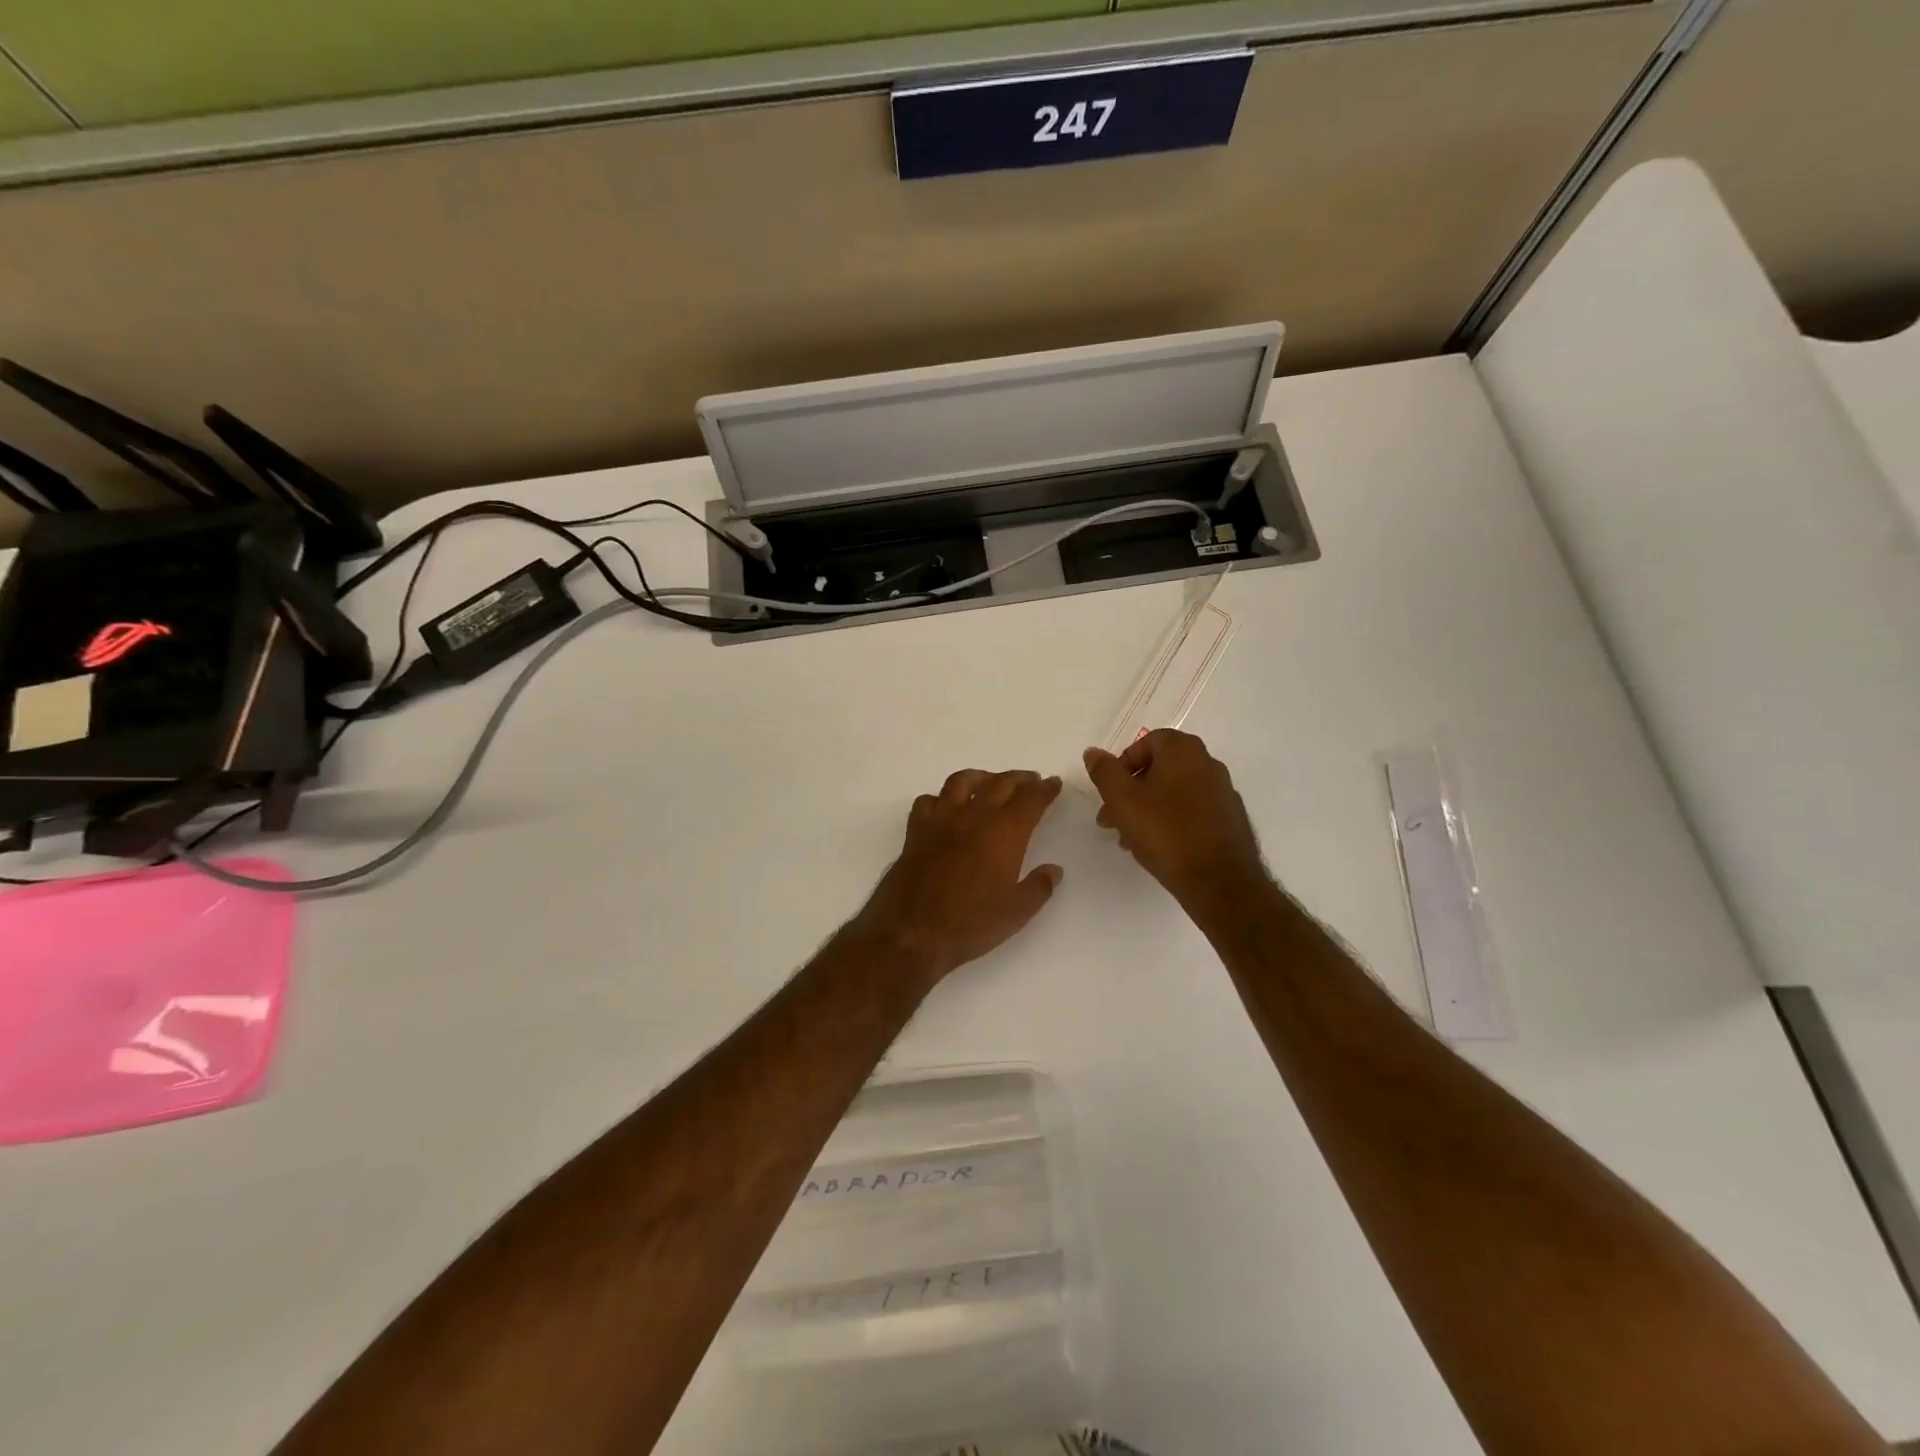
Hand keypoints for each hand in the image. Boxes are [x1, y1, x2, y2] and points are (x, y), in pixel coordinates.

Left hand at [848, 770, 1065, 988]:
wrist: (911, 932)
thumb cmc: (969, 924)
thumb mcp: (1015, 913)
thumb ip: (1039, 887)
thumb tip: (1054, 869)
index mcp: (1004, 833)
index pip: (1030, 800)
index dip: (1044, 789)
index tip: (1053, 783)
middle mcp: (973, 818)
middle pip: (999, 784)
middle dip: (1019, 779)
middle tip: (1030, 780)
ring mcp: (941, 821)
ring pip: (962, 782)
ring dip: (981, 777)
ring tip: (990, 782)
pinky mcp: (916, 832)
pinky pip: (928, 801)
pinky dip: (940, 798)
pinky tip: (946, 807)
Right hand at [1084, 730, 1267, 903]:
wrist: (1220, 881)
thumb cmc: (1166, 832)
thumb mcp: (1122, 800)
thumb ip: (1104, 772)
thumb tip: (1093, 752)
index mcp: (1184, 750)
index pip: (1146, 743)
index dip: (1122, 766)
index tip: (1110, 794)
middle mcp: (1208, 763)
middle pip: (1159, 769)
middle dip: (1131, 792)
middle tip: (1112, 819)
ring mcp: (1223, 792)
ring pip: (1174, 793)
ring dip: (1148, 809)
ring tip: (1130, 839)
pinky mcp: (1230, 819)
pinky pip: (1192, 812)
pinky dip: (1172, 822)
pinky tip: (1159, 847)